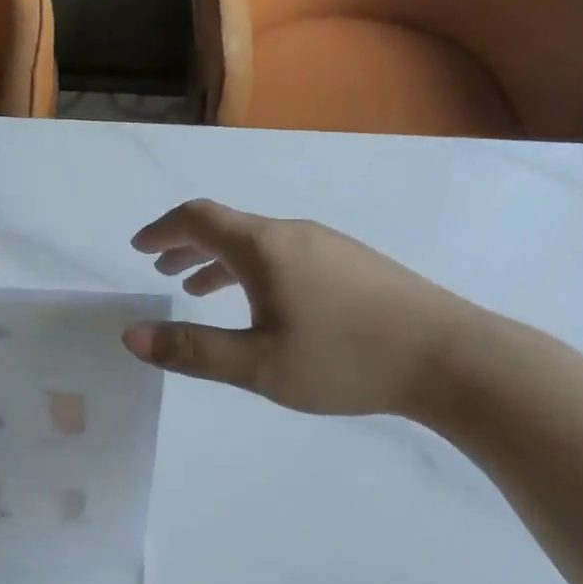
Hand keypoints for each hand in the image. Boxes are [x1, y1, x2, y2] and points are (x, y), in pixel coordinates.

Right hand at [122, 200, 484, 419]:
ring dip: (220, 260)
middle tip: (162, 270)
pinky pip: (285, 254)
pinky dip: (253, 269)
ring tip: (200, 289)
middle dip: (187, 245)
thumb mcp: (258, 364)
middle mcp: (292, 233)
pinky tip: (264, 303)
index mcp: (263, 247)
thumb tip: (131, 335)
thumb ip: (192, 350)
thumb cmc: (345, 359)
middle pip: (227, 226)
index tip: (139, 249)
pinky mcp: (353, 262)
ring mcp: (328, 244)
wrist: (451, 357)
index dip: (162, 231)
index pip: (197, 219)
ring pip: (258, 242)